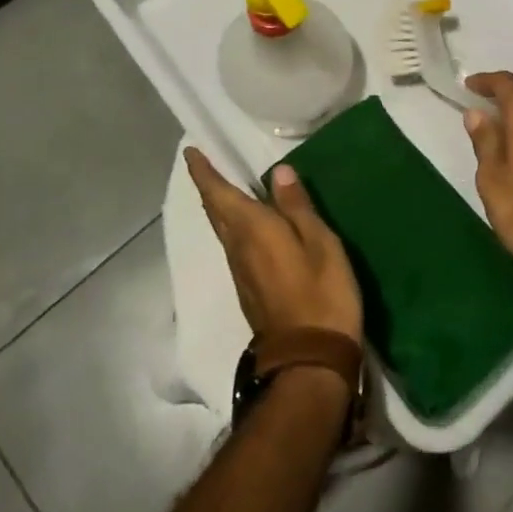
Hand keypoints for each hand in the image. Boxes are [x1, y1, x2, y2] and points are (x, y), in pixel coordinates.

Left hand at [184, 148, 362, 344]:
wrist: (309, 361)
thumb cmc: (320, 294)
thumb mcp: (320, 244)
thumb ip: (298, 207)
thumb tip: (278, 172)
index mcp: (252, 230)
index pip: (219, 194)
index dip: (203, 172)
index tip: (191, 151)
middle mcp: (237, 248)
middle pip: (216, 211)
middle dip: (209, 186)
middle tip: (206, 163)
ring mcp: (241, 272)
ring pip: (224, 230)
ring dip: (221, 206)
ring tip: (229, 186)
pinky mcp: (249, 290)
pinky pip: (235, 245)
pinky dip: (235, 225)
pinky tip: (251, 224)